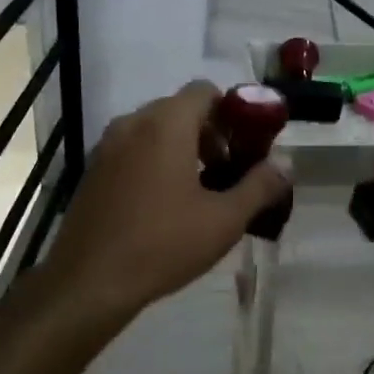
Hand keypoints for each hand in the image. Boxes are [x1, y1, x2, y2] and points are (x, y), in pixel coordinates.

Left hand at [41, 82, 290, 320]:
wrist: (89, 282)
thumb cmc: (163, 245)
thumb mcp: (224, 220)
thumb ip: (259, 186)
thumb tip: (285, 166)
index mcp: (166, 124)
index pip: (204, 91)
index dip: (231, 112)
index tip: (245, 146)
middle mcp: (132, 124)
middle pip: (179, 109)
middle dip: (209, 133)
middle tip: (227, 172)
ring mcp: (106, 147)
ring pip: (154, 131)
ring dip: (181, 148)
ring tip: (199, 191)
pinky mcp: (92, 171)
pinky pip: (132, 150)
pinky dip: (154, 161)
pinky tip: (164, 205)